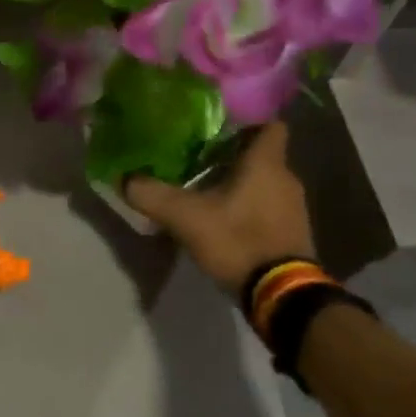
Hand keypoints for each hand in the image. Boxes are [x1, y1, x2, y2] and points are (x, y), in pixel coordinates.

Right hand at [124, 122, 314, 296]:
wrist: (283, 296)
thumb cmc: (238, 240)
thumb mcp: (185, 217)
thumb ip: (151, 194)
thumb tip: (122, 178)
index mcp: (266, 163)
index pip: (268, 124)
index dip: (246, 120)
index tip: (216, 123)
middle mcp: (286, 178)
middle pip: (260, 153)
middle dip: (230, 152)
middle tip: (195, 154)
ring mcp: (293, 207)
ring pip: (262, 180)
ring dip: (237, 181)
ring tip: (202, 185)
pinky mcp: (292, 232)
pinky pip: (266, 205)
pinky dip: (246, 204)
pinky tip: (219, 216)